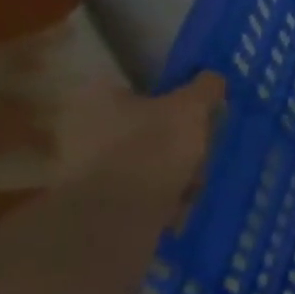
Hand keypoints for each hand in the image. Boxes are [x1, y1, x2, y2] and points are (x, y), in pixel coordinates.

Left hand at [58, 71, 226, 216]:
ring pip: (147, 157)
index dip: (178, 98)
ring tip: (195, 181)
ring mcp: (84, 165)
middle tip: (204, 148)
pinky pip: (139, 186)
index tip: (202, 113)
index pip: (144, 86)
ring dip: (176, 167)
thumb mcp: (191, 108)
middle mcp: (81, 126)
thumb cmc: (152, 147)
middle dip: (181, 139)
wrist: (117, 216)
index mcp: (96, 96)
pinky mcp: (94, 197)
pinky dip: (162, 191)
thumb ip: (206, 87)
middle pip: (148, 124)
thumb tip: (213, 77)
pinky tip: (180, 200)